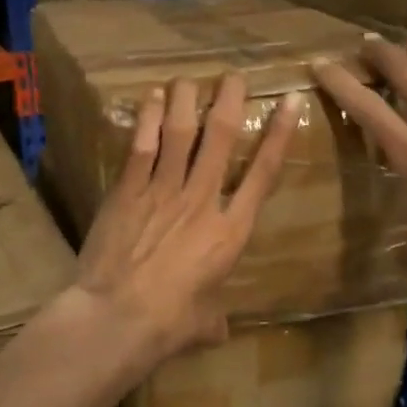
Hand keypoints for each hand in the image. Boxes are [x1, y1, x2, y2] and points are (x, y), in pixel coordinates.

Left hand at [70, 73, 302, 368]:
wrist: (119, 316)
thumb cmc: (170, 324)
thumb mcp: (205, 323)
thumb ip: (215, 317)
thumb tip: (219, 330)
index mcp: (230, 231)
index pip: (263, 173)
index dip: (278, 135)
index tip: (287, 101)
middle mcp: (202, 200)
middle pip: (220, 138)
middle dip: (229, 101)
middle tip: (232, 76)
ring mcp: (163, 191)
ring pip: (179, 132)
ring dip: (186, 99)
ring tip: (189, 79)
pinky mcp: (128, 191)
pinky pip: (142, 146)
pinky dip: (147, 118)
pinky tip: (150, 97)